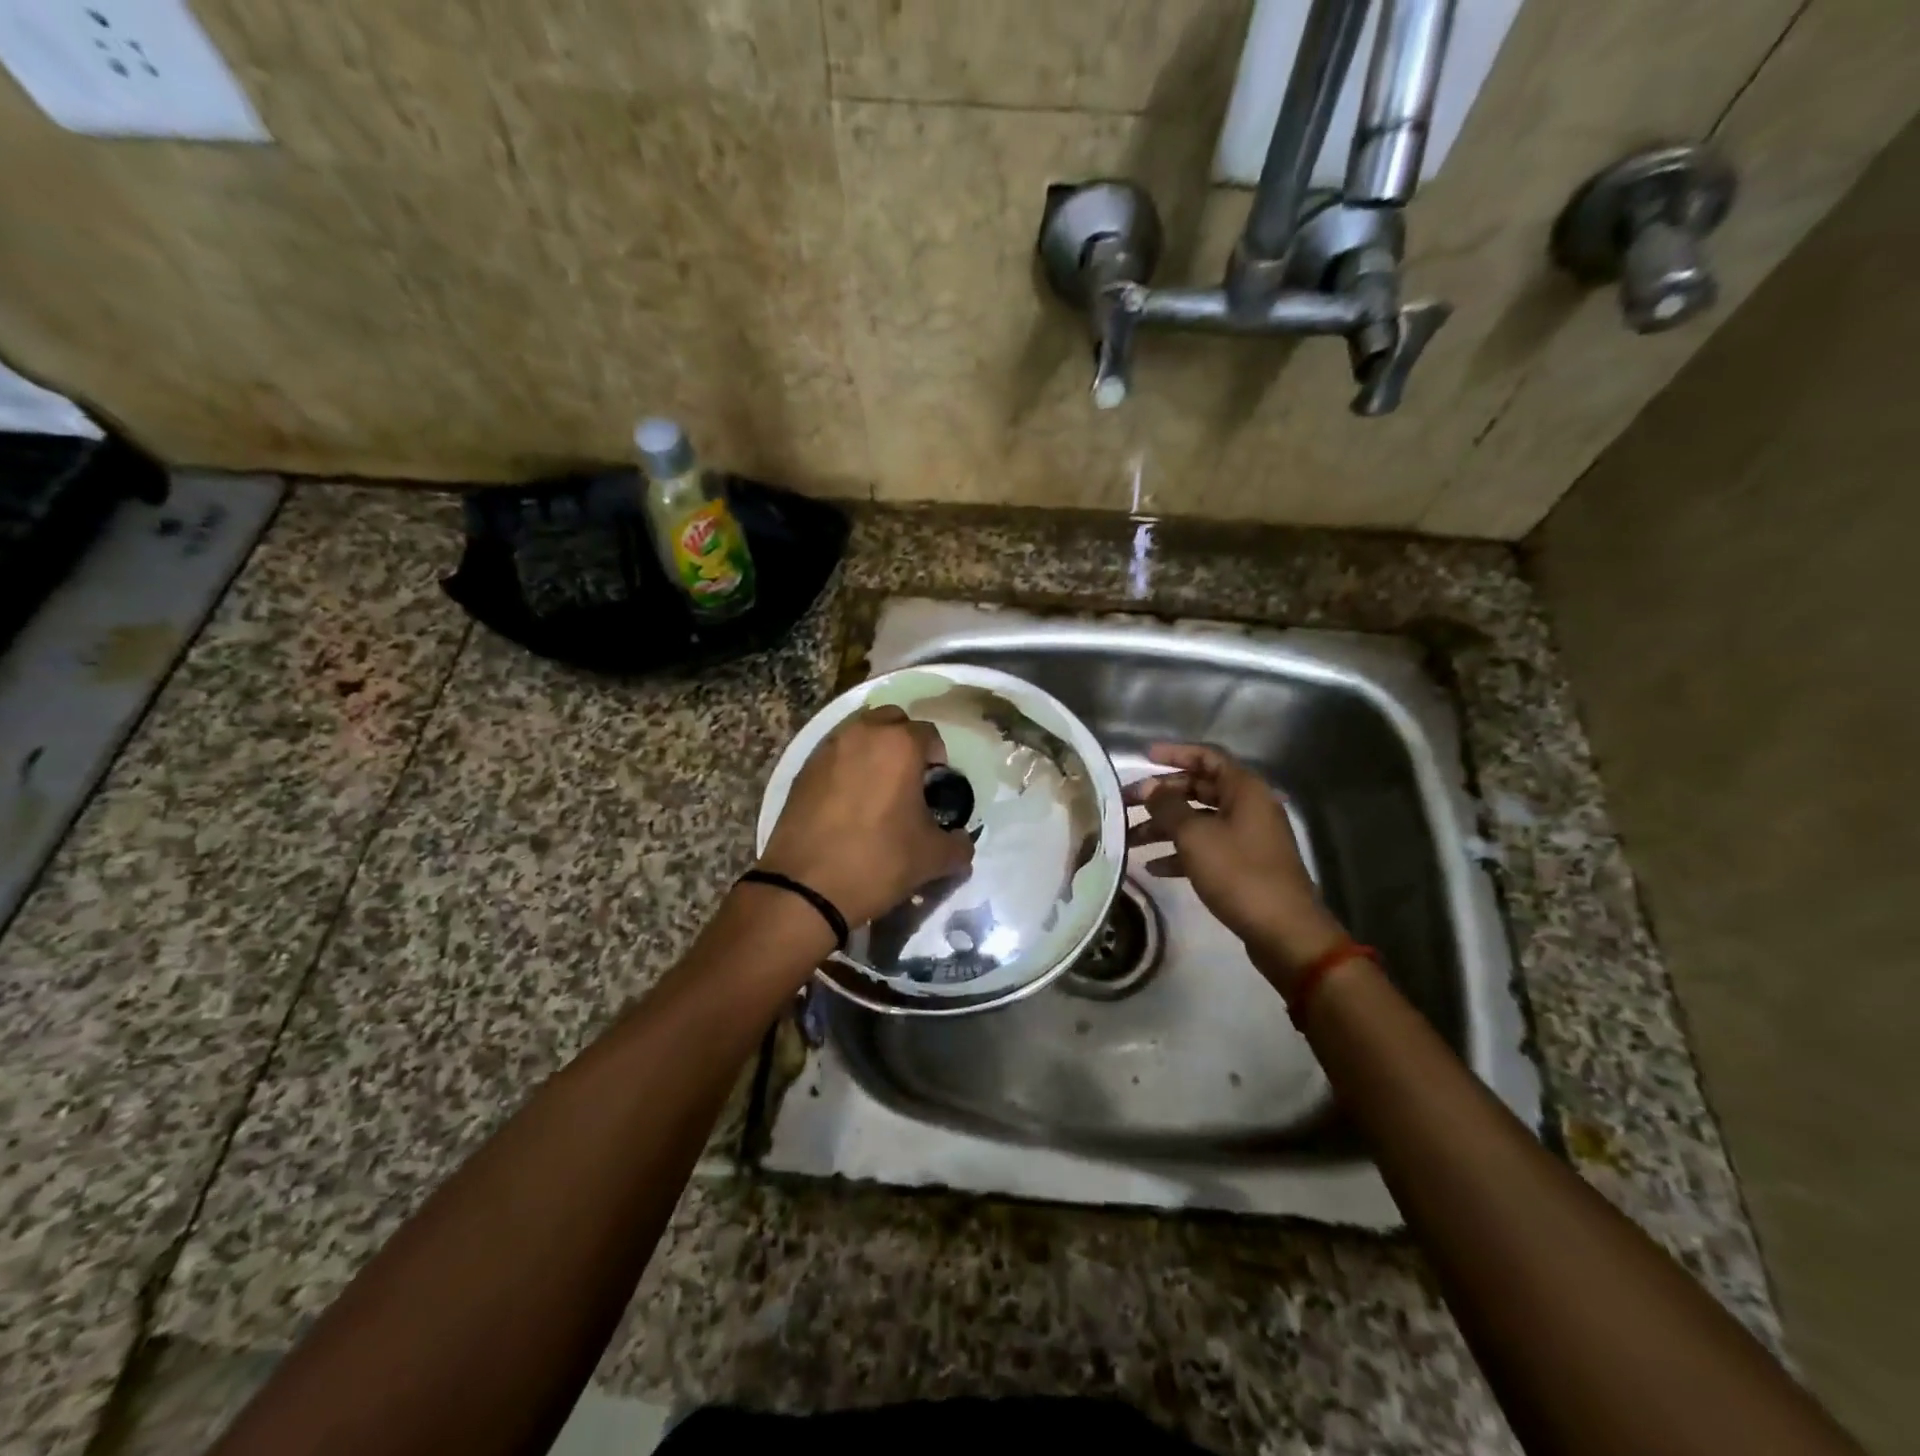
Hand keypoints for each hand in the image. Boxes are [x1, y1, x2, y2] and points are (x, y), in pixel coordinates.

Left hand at [758, 706, 973, 928]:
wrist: (806, 888)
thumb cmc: (879, 862)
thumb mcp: (933, 858)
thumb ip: (959, 844)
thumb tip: (962, 841)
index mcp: (899, 744)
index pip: (929, 734)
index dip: (937, 759)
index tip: (934, 788)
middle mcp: (862, 734)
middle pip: (891, 720)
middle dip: (904, 742)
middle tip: (908, 780)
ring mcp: (827, 749)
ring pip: (859, 734)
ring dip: (873, 751)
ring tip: (876, 790)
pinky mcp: (802, 769)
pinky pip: (834, 755)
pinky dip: (846, 767)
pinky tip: (848, 803)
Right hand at [1125, 743, 1348, 987]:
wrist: (1283, 931)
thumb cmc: (1239, 873)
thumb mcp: (1195, 836)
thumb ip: (1168, 807)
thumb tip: (1151, 788)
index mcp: (1244, 790)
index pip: (1207, 757)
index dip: (1175, 753)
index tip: (1143, 757)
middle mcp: (1248, 807)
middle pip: (1198, 789)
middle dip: (1160, 796)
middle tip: (1125, 803)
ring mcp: (1247, 837)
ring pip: (1198, 821)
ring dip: (1164, 827)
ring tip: (1129, 839)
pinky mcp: (1243, 865)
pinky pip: (1206, 848)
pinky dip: (1180, 853)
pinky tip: (1153, 867)